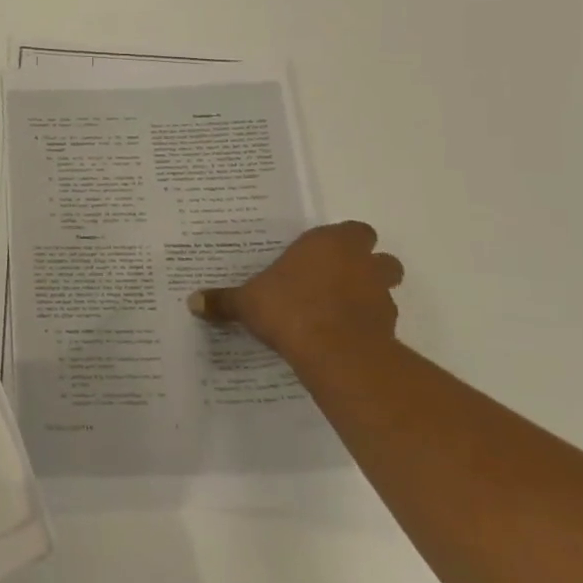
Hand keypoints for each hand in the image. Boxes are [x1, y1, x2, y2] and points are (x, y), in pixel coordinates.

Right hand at [187, 221, 403, 363]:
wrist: (335, 352)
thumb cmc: (289, 309)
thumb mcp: (247, 303)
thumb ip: (224, 301)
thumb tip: (192, 301)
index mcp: (329, 243)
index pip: (352, 230)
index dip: (340, 242)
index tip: (319, 256)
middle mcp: (360, 262)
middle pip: (379, 257)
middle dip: (365, 266)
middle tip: (335, 281)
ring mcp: (380, 295)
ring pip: (386, 287)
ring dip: (369, 296)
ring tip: (339, 311)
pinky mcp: (389, 327)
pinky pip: (381, 320)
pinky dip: (367, 325)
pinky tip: (343, 337)